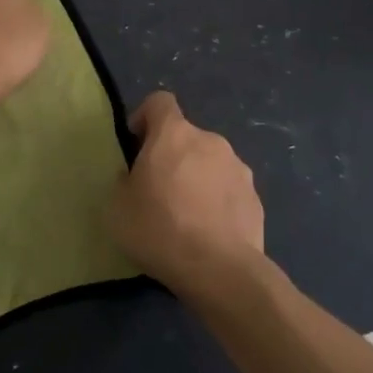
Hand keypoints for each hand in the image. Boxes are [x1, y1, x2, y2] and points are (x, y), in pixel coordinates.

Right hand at [111, 91, 264, 296]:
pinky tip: (208, 233)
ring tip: (185, 216)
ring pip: (210, 163)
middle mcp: (210, 141)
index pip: (160, 102)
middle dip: (171, 155)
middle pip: (186, 136)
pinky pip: (229, 191)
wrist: (220, 270)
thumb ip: (122, 181)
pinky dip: (217, 202)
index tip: (136, 142)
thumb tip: (132, 176)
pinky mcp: (256, 198)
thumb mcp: (117, 208)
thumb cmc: (160, 229)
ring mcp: (238, 169)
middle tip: (156, 189)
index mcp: (174, 134)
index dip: (145, 116)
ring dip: (197, 178)